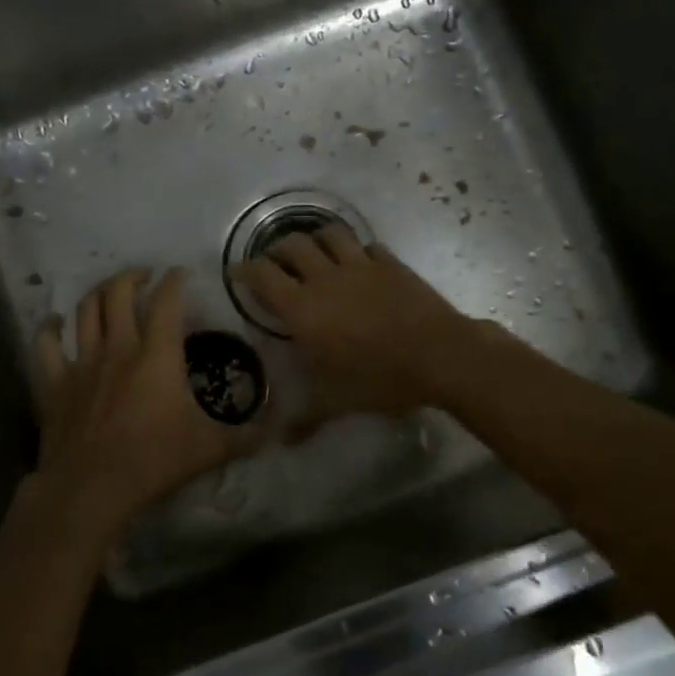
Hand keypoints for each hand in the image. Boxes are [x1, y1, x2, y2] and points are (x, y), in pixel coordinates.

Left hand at [26, 267, 264, 549]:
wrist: (91, 488)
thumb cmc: (154, 461)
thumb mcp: (210, 449)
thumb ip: (246, 436)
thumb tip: (277, 429)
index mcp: (157, 355)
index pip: (167, 301)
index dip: (175, 280)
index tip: (182, 274)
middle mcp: (118, 347)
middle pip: (119, 293)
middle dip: (132, 276)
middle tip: (145, 277)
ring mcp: (82, 362)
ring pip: (85, 310)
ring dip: (98, 293)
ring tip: (110, 292)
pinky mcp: (56, 382)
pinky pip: (47, 344)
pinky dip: (51, 328)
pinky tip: (56, 323)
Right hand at [230, 227, 485, 435]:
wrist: (438, 355)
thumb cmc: (379, 378)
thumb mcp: (338, 402)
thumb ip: (307, 417)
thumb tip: (283, 441)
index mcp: (302, 308)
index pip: (262, 275)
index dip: (245, 270)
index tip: (236, 273)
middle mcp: (325, 278)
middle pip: (291, 245)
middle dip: (277, 251)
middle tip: (275, 264)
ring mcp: (359, 265)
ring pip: (328, 234)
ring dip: (315, 239)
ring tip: (314, 252)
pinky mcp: (389, 263)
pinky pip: (367, 246)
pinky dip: (357, 250)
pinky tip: (359, 262)